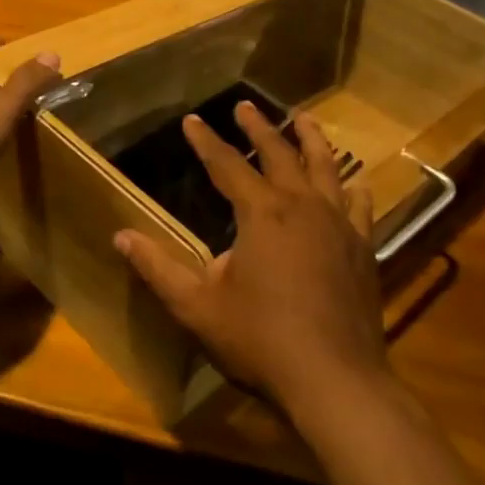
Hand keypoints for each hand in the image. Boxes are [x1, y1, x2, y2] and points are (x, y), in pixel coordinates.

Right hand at [114, 102, 389, 413]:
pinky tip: (356, 181)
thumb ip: (158, 268)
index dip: (206, 141)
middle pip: (279, 153)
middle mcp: (302, 205)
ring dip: (311, 139)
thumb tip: (121, 236)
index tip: (192, 119)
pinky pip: (361, 205)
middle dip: (259, 127)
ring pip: (326, 166)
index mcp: (261, 213)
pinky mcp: (363, 247)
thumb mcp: (197, 307)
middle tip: (246, 105)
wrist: (334, 378)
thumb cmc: (260, 340)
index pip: (226, 165)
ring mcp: (338, 223)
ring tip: (303, 118)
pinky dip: (354, 187)